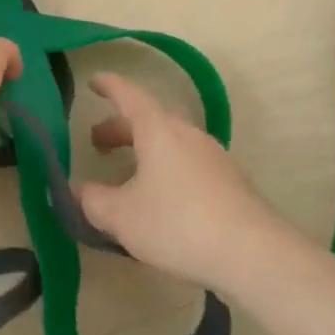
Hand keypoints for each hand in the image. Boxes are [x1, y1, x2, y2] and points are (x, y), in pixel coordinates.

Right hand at [77, 73, 292, 290]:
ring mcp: (214, 156)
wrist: (254, 254)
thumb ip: (94, 201)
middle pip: (150, 119)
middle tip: (98, 142)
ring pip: (171, 141)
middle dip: (121, 127)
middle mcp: (187, 133)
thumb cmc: (178, 224)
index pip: (128, 95)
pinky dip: (167, 169)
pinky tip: (163, 199)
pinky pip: (189, 163)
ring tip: (129, 175)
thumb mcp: (122, 217)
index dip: (108, 86)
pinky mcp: (231, 182)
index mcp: (158, 129)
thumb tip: (80, 192)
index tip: (93, 81)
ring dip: (146, 150)